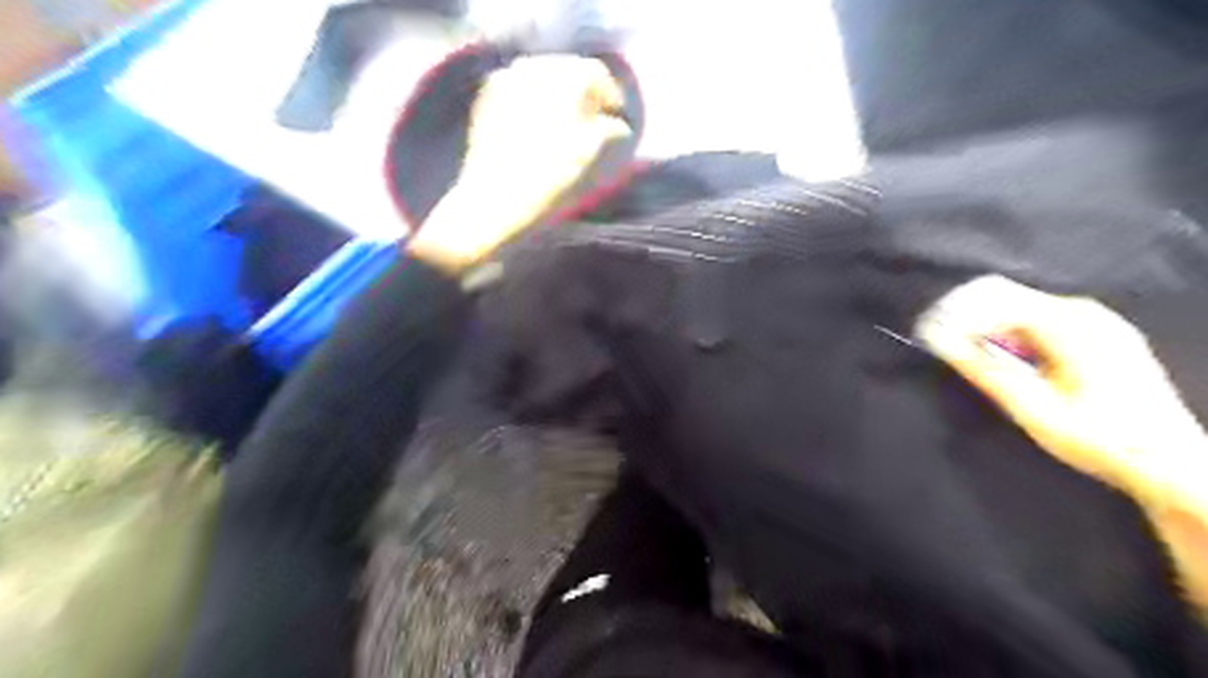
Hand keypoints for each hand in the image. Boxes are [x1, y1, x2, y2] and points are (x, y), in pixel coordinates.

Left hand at [407, 53, 631, 272]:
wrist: (495, 202)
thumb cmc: (552, 178)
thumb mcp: (594, 154)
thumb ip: (614, 130)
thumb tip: (618, 125)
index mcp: (565, 75)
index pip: (598, 75)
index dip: (612, 99)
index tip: (619, 123)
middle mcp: (533, 67)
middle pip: (568, 73)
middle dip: (583, 97)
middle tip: (593, 126)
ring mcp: (504, 80)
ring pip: (540, 81)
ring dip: (556, 100)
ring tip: (563, 131)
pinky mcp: (485, 100)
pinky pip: (516, 94)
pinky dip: (530, 107)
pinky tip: (534, 134)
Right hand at [917, 274, 1207, 508]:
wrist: (1172, 464)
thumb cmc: (1099, 438)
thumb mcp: (1034, 409)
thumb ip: (986, 370)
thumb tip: (941, 342)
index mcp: (1069, 324)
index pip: (993, 298)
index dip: (954, 314)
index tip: (927, 336)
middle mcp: (1083, 311)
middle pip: (1006, 296)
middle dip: (966, 316)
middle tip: (941, 344)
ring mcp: (1095, 320)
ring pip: (1020, 306)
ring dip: (986, 325)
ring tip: (966, 353)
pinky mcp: (1098, 333)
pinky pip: (1038, 317)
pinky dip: (1009, 331)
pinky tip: (1003, 357)